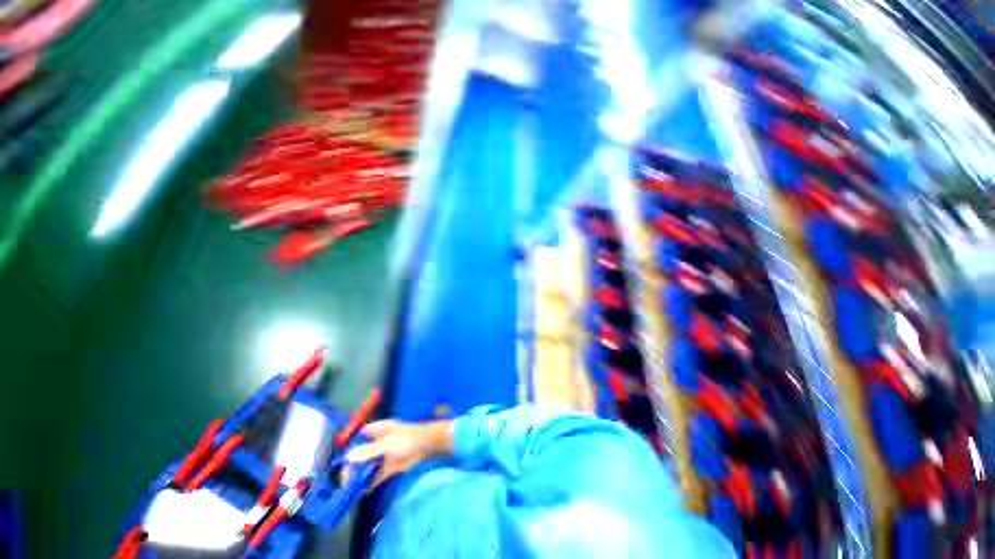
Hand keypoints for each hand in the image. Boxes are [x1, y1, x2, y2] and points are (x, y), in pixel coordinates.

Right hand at [345, 419, 452, 486]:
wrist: (425, 445)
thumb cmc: (405, 439)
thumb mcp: (385, 444)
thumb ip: (367, 452)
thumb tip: (348, 457)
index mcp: (379, 430)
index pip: (360, 436)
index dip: (350, 446)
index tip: (341, 460)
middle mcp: (379, 442)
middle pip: (362, 453)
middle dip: (353, 465)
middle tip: (344, 479)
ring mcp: (385, 455)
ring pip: (368, 465)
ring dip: (360, 476)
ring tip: (348, 489)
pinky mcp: (390, 466)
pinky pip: (377, 475)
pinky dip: (370, 483)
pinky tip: (360, 493)